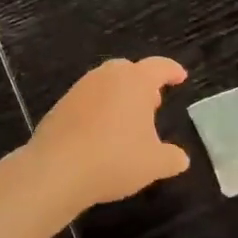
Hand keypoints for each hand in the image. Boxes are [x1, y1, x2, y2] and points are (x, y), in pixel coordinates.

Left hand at [30, 58, 191, 207]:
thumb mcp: (154, 164)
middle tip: (153, 103)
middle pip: (129, 70)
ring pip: (105, 84)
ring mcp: (80, 89)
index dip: (172, 71)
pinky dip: (98, 110)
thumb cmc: (115, 159)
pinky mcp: (60, 106)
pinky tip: (101, 135)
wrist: (56, 170)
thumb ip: (172, 158)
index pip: (159, 67)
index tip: (180, 77)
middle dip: (143, 84)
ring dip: (119, 97)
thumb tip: (180, 158)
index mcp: (135, 81)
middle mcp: (107, 77)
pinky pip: (87, 101)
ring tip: (127, 122)